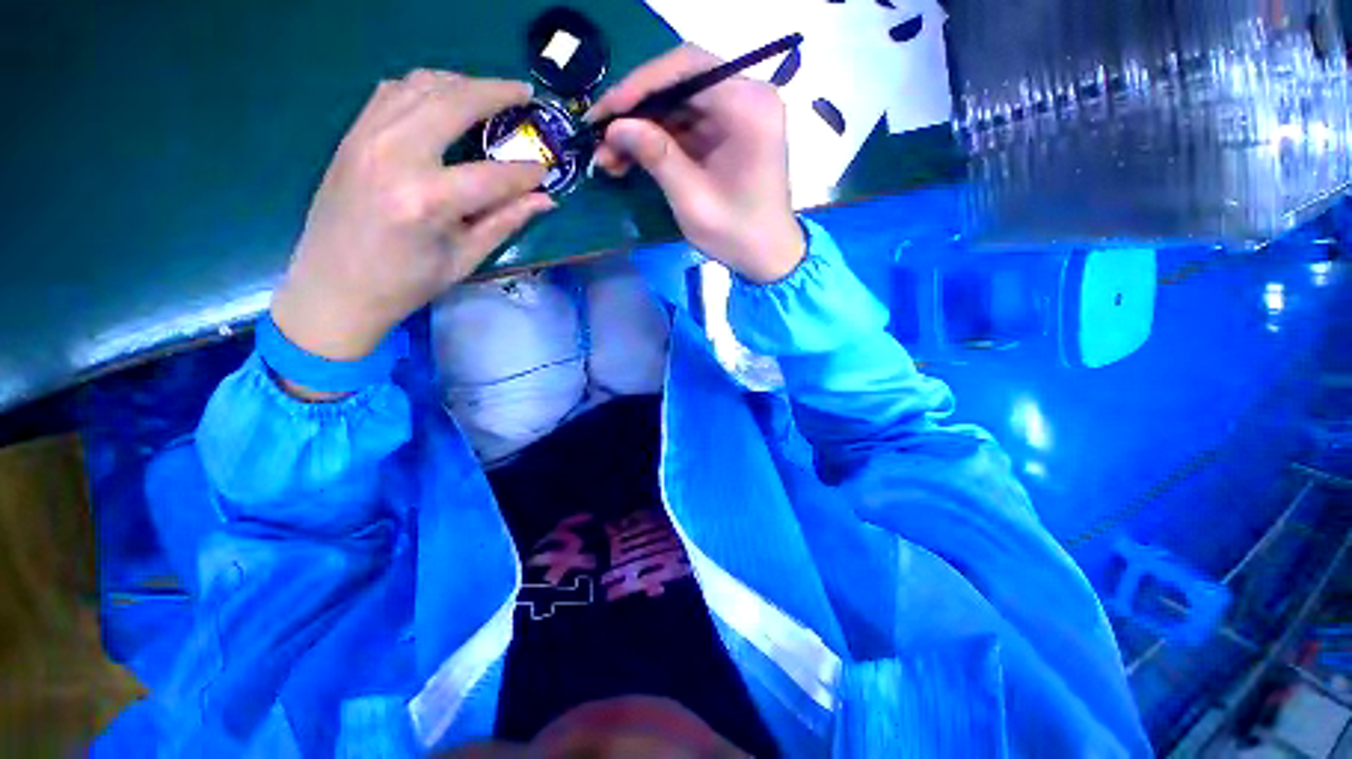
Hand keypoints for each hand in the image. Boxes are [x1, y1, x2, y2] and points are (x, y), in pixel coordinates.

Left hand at [271, 70, 555, 360]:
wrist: (333, 286)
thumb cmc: (406, 283)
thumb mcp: (464, 258)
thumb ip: (506, 221)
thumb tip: (545, 200)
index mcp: (427, 199)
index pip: (493, 174)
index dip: (527, 172)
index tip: (547, 170)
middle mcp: (394, 155)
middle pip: (453, 102)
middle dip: (496, 93)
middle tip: (525, 94)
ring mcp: (366, 138)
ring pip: (420, 85)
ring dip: (460, 82)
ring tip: (487, 93)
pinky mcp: (352, 135)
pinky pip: (392, 92)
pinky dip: (423, 87)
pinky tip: (442, 101)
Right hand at [589, 45, 804, 283]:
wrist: (769, 257)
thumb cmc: (737, 234)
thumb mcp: (693, 199)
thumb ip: (656, 156)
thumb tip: (613, 127)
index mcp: (748, 105)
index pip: (687, 68)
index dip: (638, 86)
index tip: (603, 112)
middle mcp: (747, 97)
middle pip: (680, 83)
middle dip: (636, 111)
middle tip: (599, 136)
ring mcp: (738, 114)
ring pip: (677, 105)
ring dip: (641, 128)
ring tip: (608, 157)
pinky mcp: (728, 133)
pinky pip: (685, 125)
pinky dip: (657, 141)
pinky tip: (630, 159)